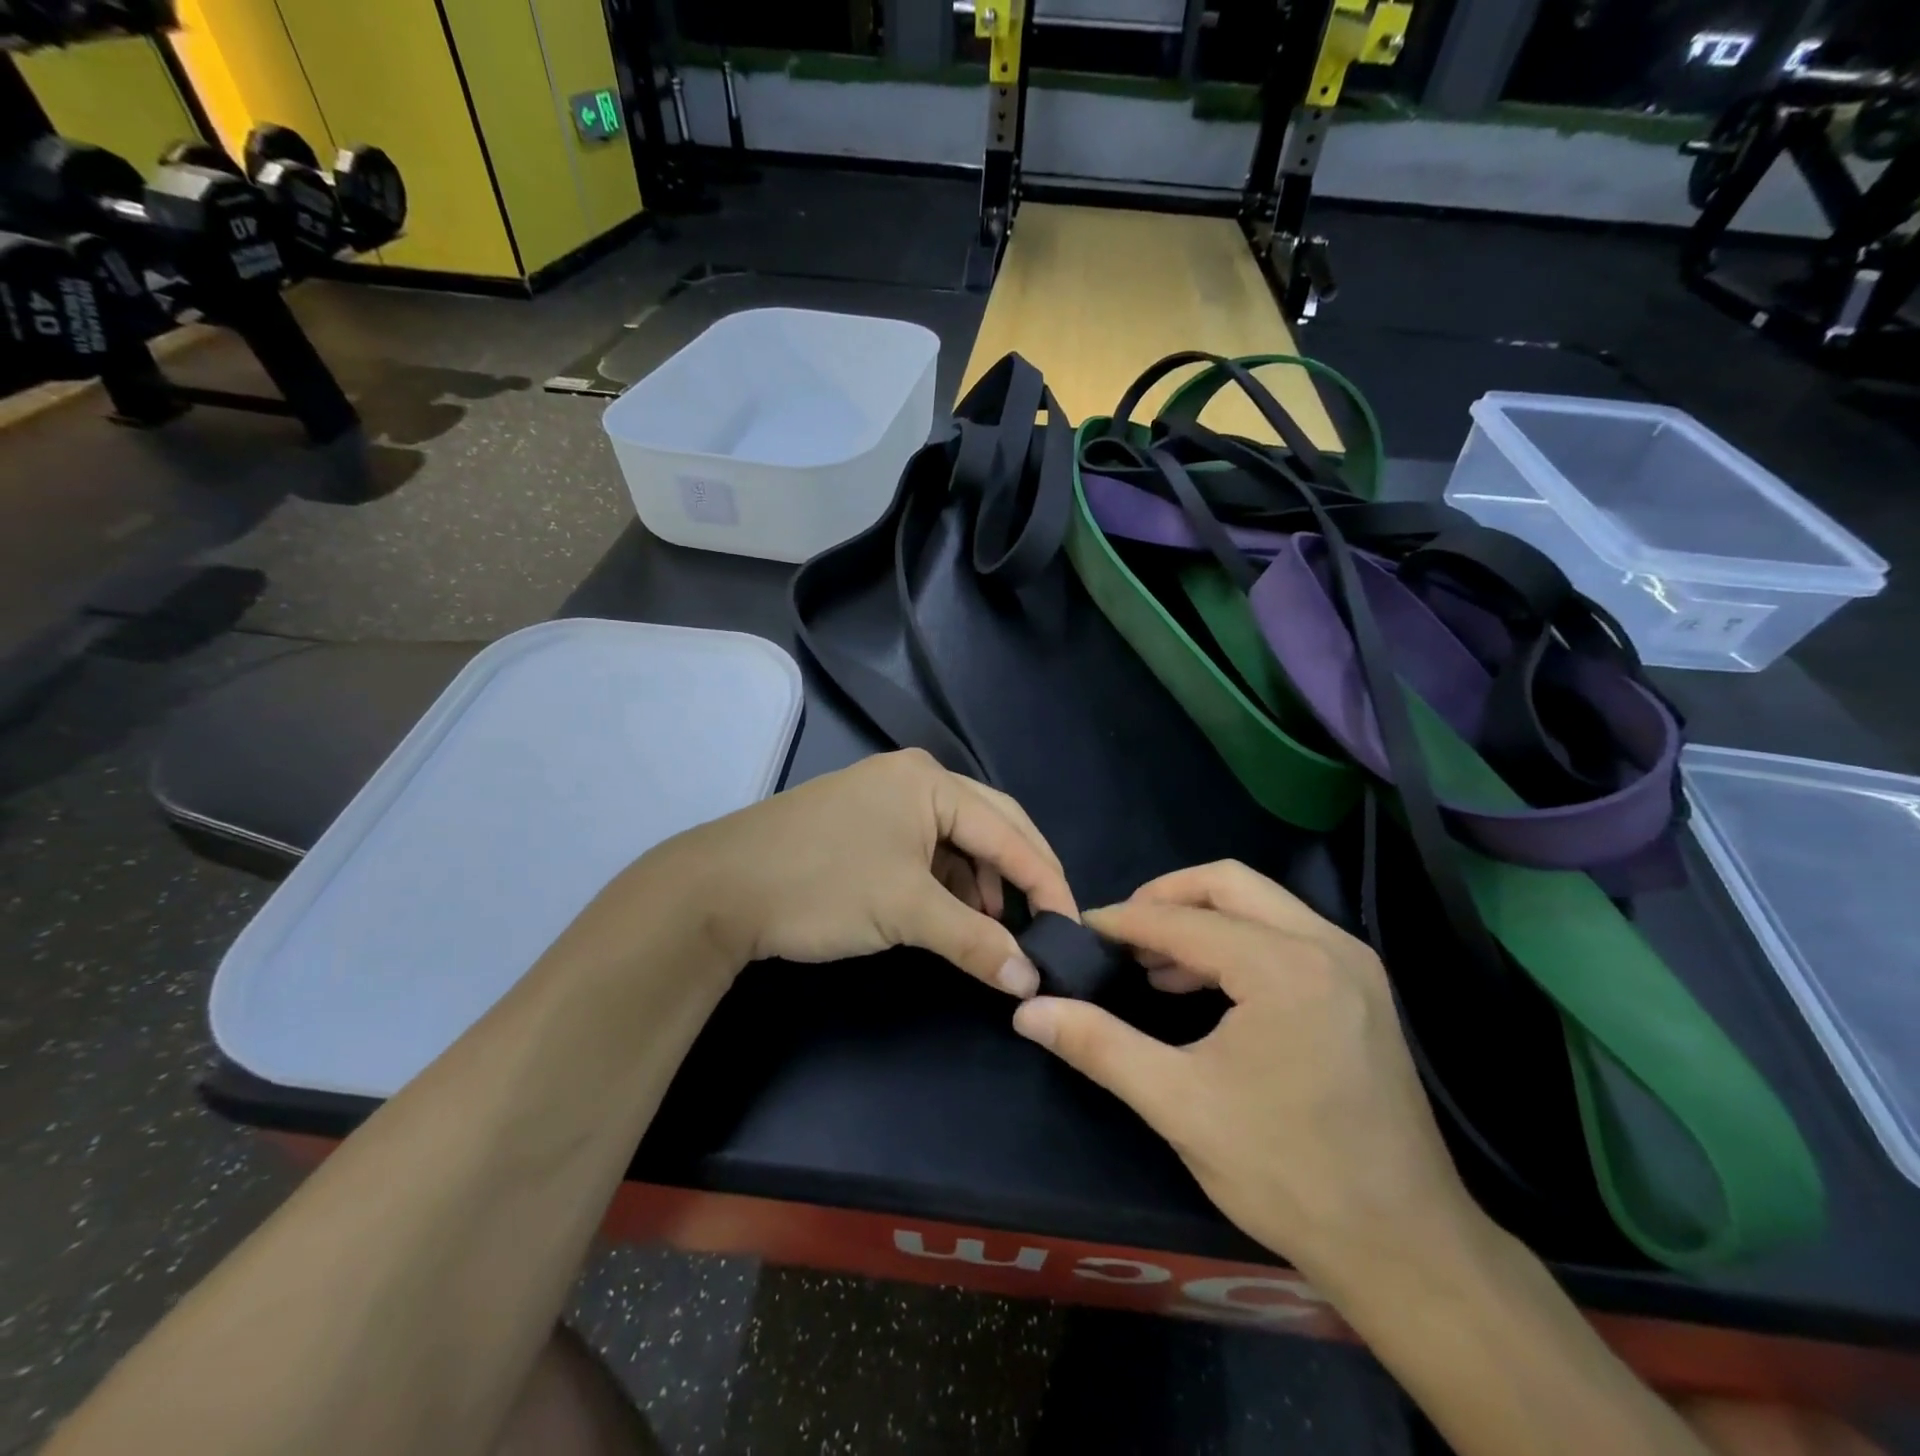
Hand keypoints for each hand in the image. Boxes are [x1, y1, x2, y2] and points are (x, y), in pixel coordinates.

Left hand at [659, 749, 1076, 994]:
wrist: (721, 888)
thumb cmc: (822, 885)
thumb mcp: (906, 911)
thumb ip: (975, 941)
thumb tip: (1031, 981)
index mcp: (932, 782)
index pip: (1009, 830)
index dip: (1046, 880)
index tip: (1072, 927)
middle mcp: (915, 778)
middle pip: (990, 825)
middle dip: (1020, 874)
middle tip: (1046, 922)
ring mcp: (887, 797)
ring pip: (958, 839)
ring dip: (982, 881)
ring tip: (993, 927)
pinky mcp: (866, 822)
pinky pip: (927, 847)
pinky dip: (947, 880)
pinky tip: (951, 912)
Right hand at [1010, 860, 1475, 1283]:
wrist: (1405, 1247)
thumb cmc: (1286, 1173)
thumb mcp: (1178, 1105)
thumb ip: (1098, 1045)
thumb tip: (1028, 1011)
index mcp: (1283, 967)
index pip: (1183, 920)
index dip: (1122, 923)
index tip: (1079, 930)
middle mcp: (1326, 945)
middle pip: (1227, 882)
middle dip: (1165, 899)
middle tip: (1120, 936)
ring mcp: (1352, 963)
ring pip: (1261, 902)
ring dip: (1201, 918)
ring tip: (1153, 965)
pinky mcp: (1362, 987)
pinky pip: (1286, 932)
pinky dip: (1237, 940)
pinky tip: (1204, 987)